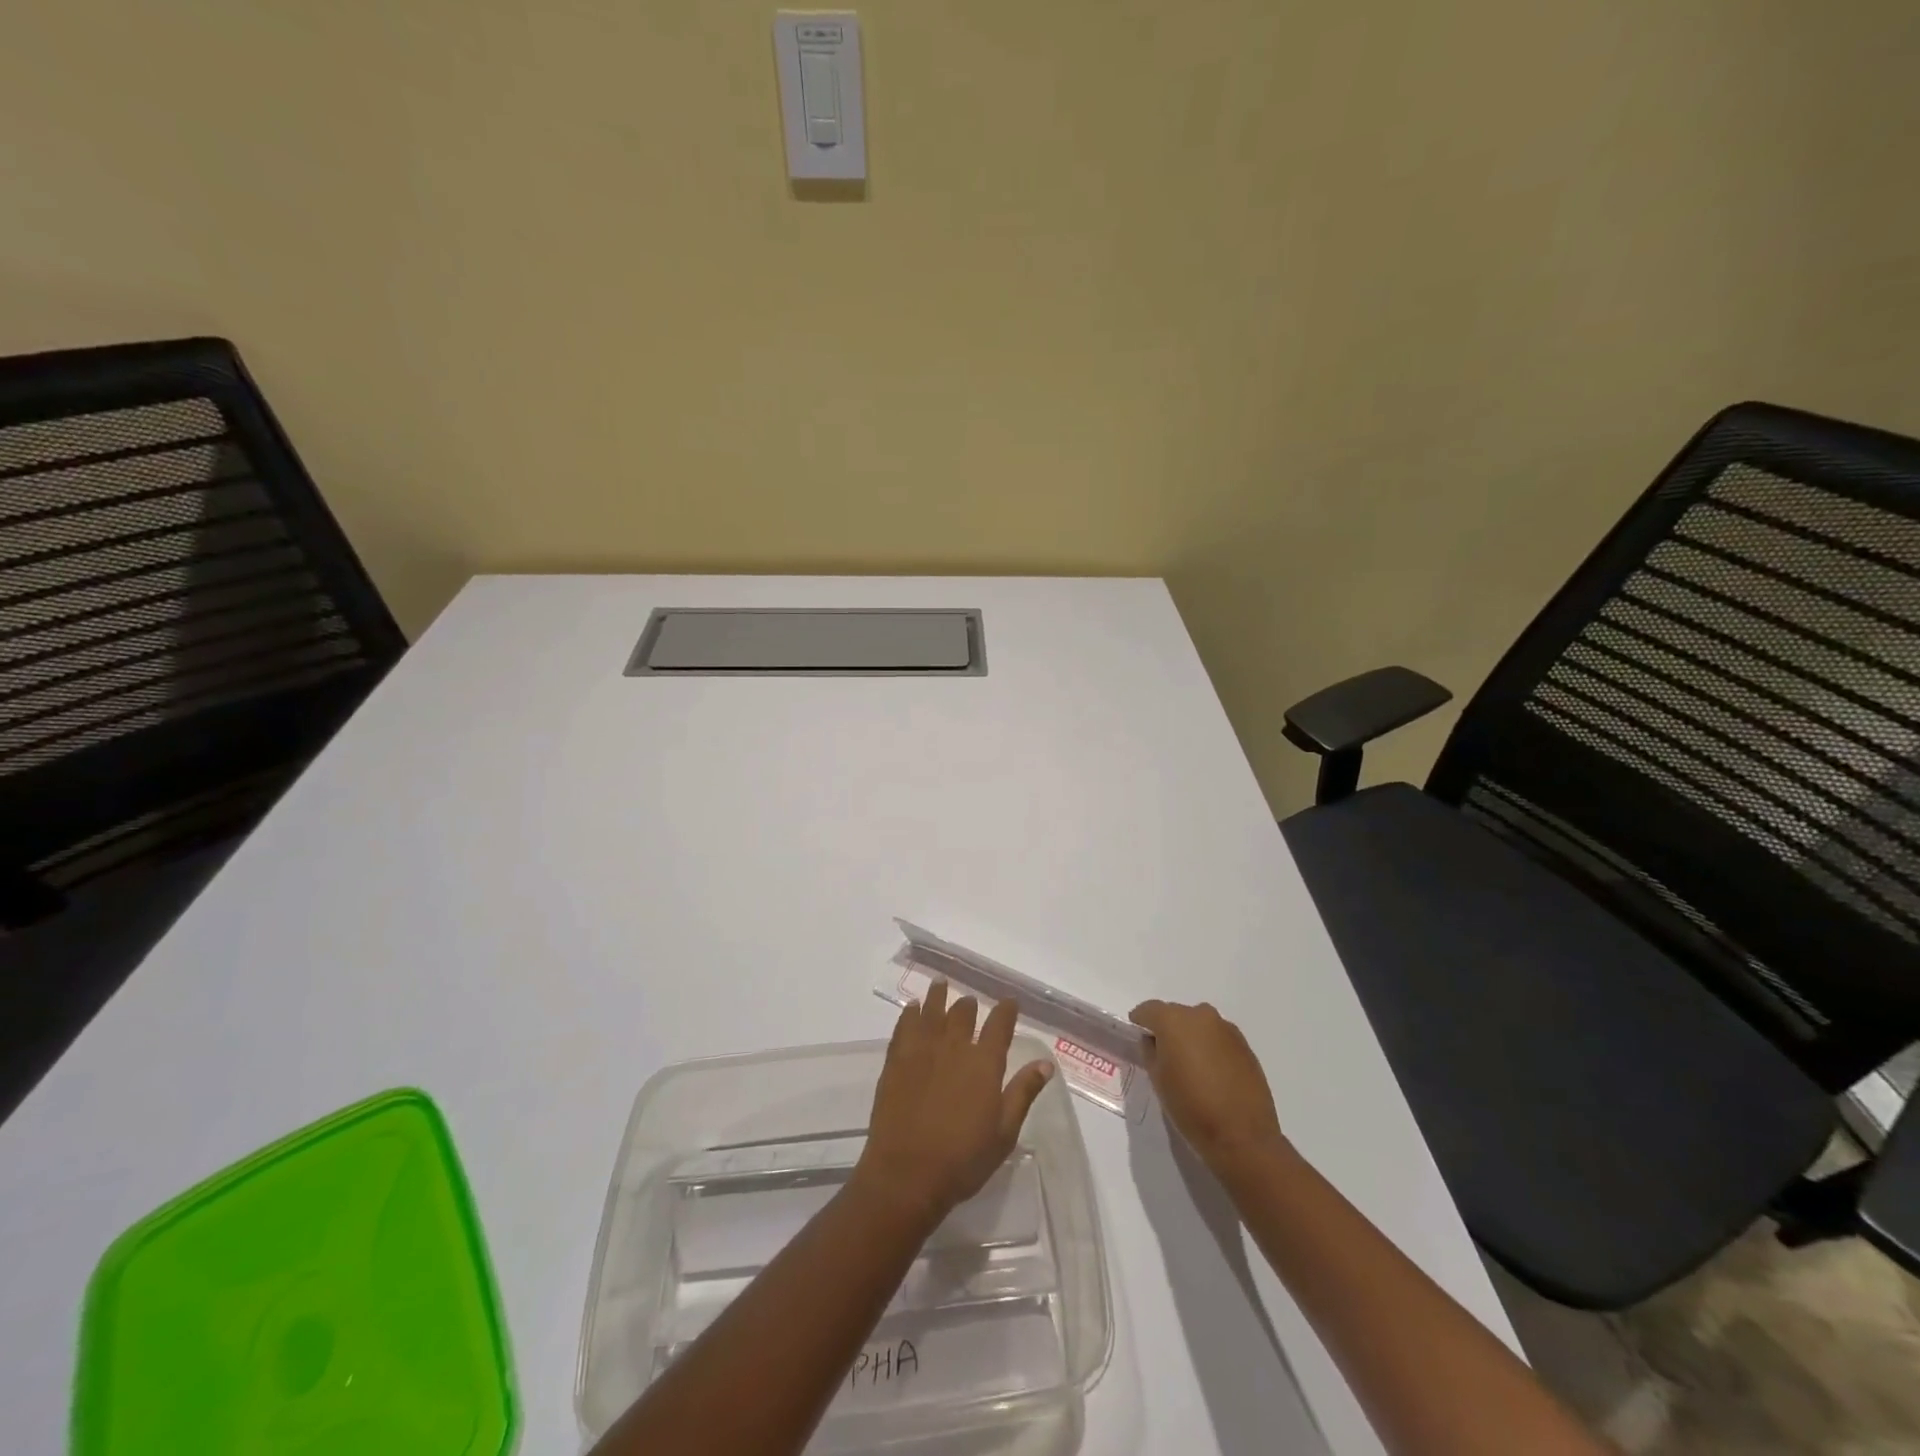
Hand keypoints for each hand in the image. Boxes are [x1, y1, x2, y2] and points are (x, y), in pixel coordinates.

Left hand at [855, 982, 1055, 1227]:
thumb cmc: (963, 1160)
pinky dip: (910, 1013)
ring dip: (938, 995)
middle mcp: (954, 1047)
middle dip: (969, 1004)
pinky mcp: (896, 1060)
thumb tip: (1045, 1064)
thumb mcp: (1004, 1132)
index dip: (1006, 1010)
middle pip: (963, 1013)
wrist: (906, 1174)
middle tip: (970, 1001)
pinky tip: (912, 1007)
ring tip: (940, 983)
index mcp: (984, 1064)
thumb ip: (1023, 1093)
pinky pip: (904, 1026)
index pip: (1000, 1025)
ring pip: (932, 1011)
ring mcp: (922, 1050)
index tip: (1009, 1002)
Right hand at [1130, 999, 1284, 1170]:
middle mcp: (1200, 1015)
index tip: (1138, 1036)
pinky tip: (1212, 1073)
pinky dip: (1210, 1047)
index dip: (1140, 1022)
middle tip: (1164, 1056)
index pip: (1149, 1010)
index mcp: (1174, 1020)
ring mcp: (1226, 1028)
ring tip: (1190, 1066)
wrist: (1243, 1136)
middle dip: (1167, 1030)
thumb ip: (1150, 1051)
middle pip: (1175, 1014)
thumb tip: (1154, 1041)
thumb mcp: (1157, 1079)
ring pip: (1199, 1025)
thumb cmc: (1191, 1107)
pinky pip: (1218, 1038)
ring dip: (1191, 1038)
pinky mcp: (1245, 1045)